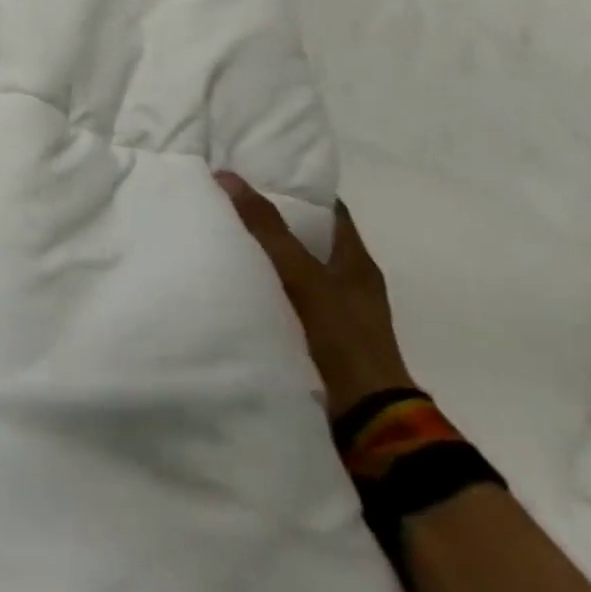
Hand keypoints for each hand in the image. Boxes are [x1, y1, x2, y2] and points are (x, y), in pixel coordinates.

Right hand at [215, 172, 413, 416]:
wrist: (366, 417)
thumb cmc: (340, 335)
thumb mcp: (301, 275)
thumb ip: (267, 228)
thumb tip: (228, 176)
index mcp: (356, 260)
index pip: (329, 209)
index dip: (298, 189)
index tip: (260, 174)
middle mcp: (350, 281)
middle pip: (310, 238)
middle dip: (275, 220)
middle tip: (230, 203)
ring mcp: (337, 312)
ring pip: (298, 269)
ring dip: (268, 256)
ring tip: (224, 238)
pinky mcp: (321, 338)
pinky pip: (290, 298)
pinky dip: (267, 287)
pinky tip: (237, 284)